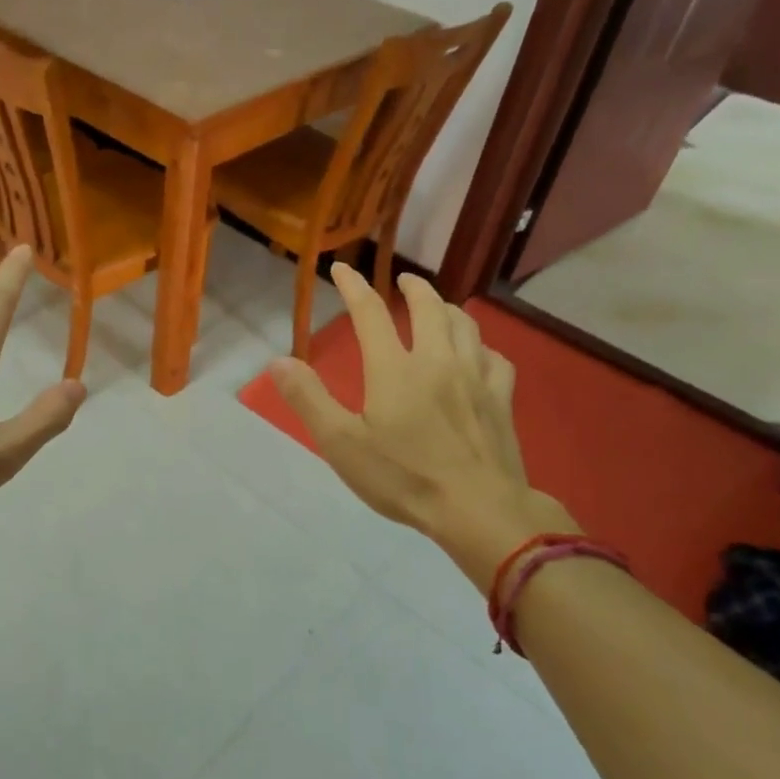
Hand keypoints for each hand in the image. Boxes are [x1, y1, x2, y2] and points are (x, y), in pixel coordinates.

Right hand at [270, 267, 575, 584]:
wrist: (478, 509)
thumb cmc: (403, 477)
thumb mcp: (341, 443)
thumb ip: (309, 399)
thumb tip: (278, 361)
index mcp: (394, 368)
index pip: (370, 313)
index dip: (354, 287)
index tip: (342, 269)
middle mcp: (437, 360)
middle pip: (428, 308)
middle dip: (413, 288)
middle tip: (403, 280)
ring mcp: (475, 377)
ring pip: (465, 326)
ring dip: (448, 309)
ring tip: (439, 308)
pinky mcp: (501, 400)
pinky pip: (495, 358)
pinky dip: (482, 347)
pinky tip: (478, 355)